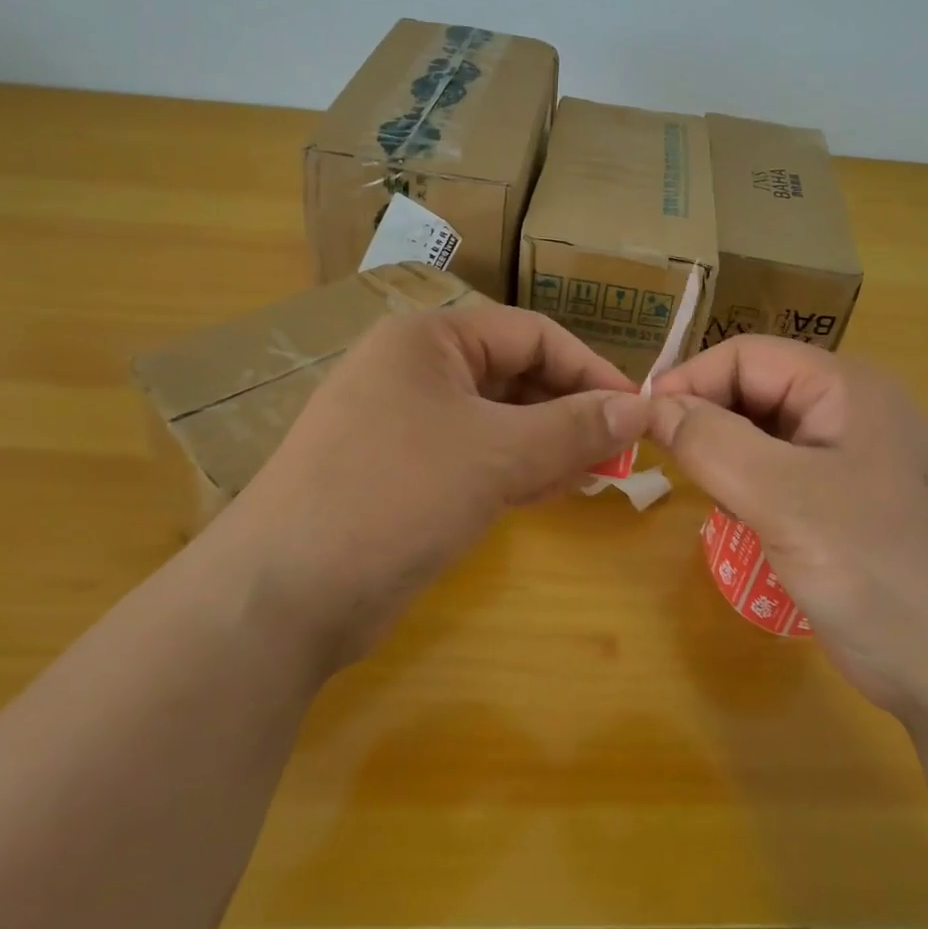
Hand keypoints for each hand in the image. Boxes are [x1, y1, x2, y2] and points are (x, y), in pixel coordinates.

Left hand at [210, 303, 650, 669]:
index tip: (637, 410)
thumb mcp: (497, 454)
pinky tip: (550, 491)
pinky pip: (473, 456)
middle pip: (513, 375)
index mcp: (428, 339)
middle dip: (569, 411)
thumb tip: (642, 407)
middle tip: (619, 451)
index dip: (589, 369)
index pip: (530, 334)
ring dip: (546, 443)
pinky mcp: (401, 472)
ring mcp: (403, 423)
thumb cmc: (397, 494)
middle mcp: (413, 370)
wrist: (285, 594)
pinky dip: (514, 469)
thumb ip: (574, 427)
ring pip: (495, 420)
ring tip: (595, 473)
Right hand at [650, 336, 927, 716]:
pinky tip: (749, 523)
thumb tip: (653, 406)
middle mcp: (853, 409)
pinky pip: (785, 472)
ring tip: (717, 500)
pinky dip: (754, 487)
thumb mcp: (783, 499)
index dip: (690, 381)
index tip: (642, 425)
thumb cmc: (878, 570)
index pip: (746, 355)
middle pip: (757, 390)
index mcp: (845, 387)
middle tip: (675, 469)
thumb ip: (712, 442)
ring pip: (766, 433)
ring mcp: (857, 456)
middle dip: (709, 422)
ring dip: (729, 458)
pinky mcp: (854, 499)